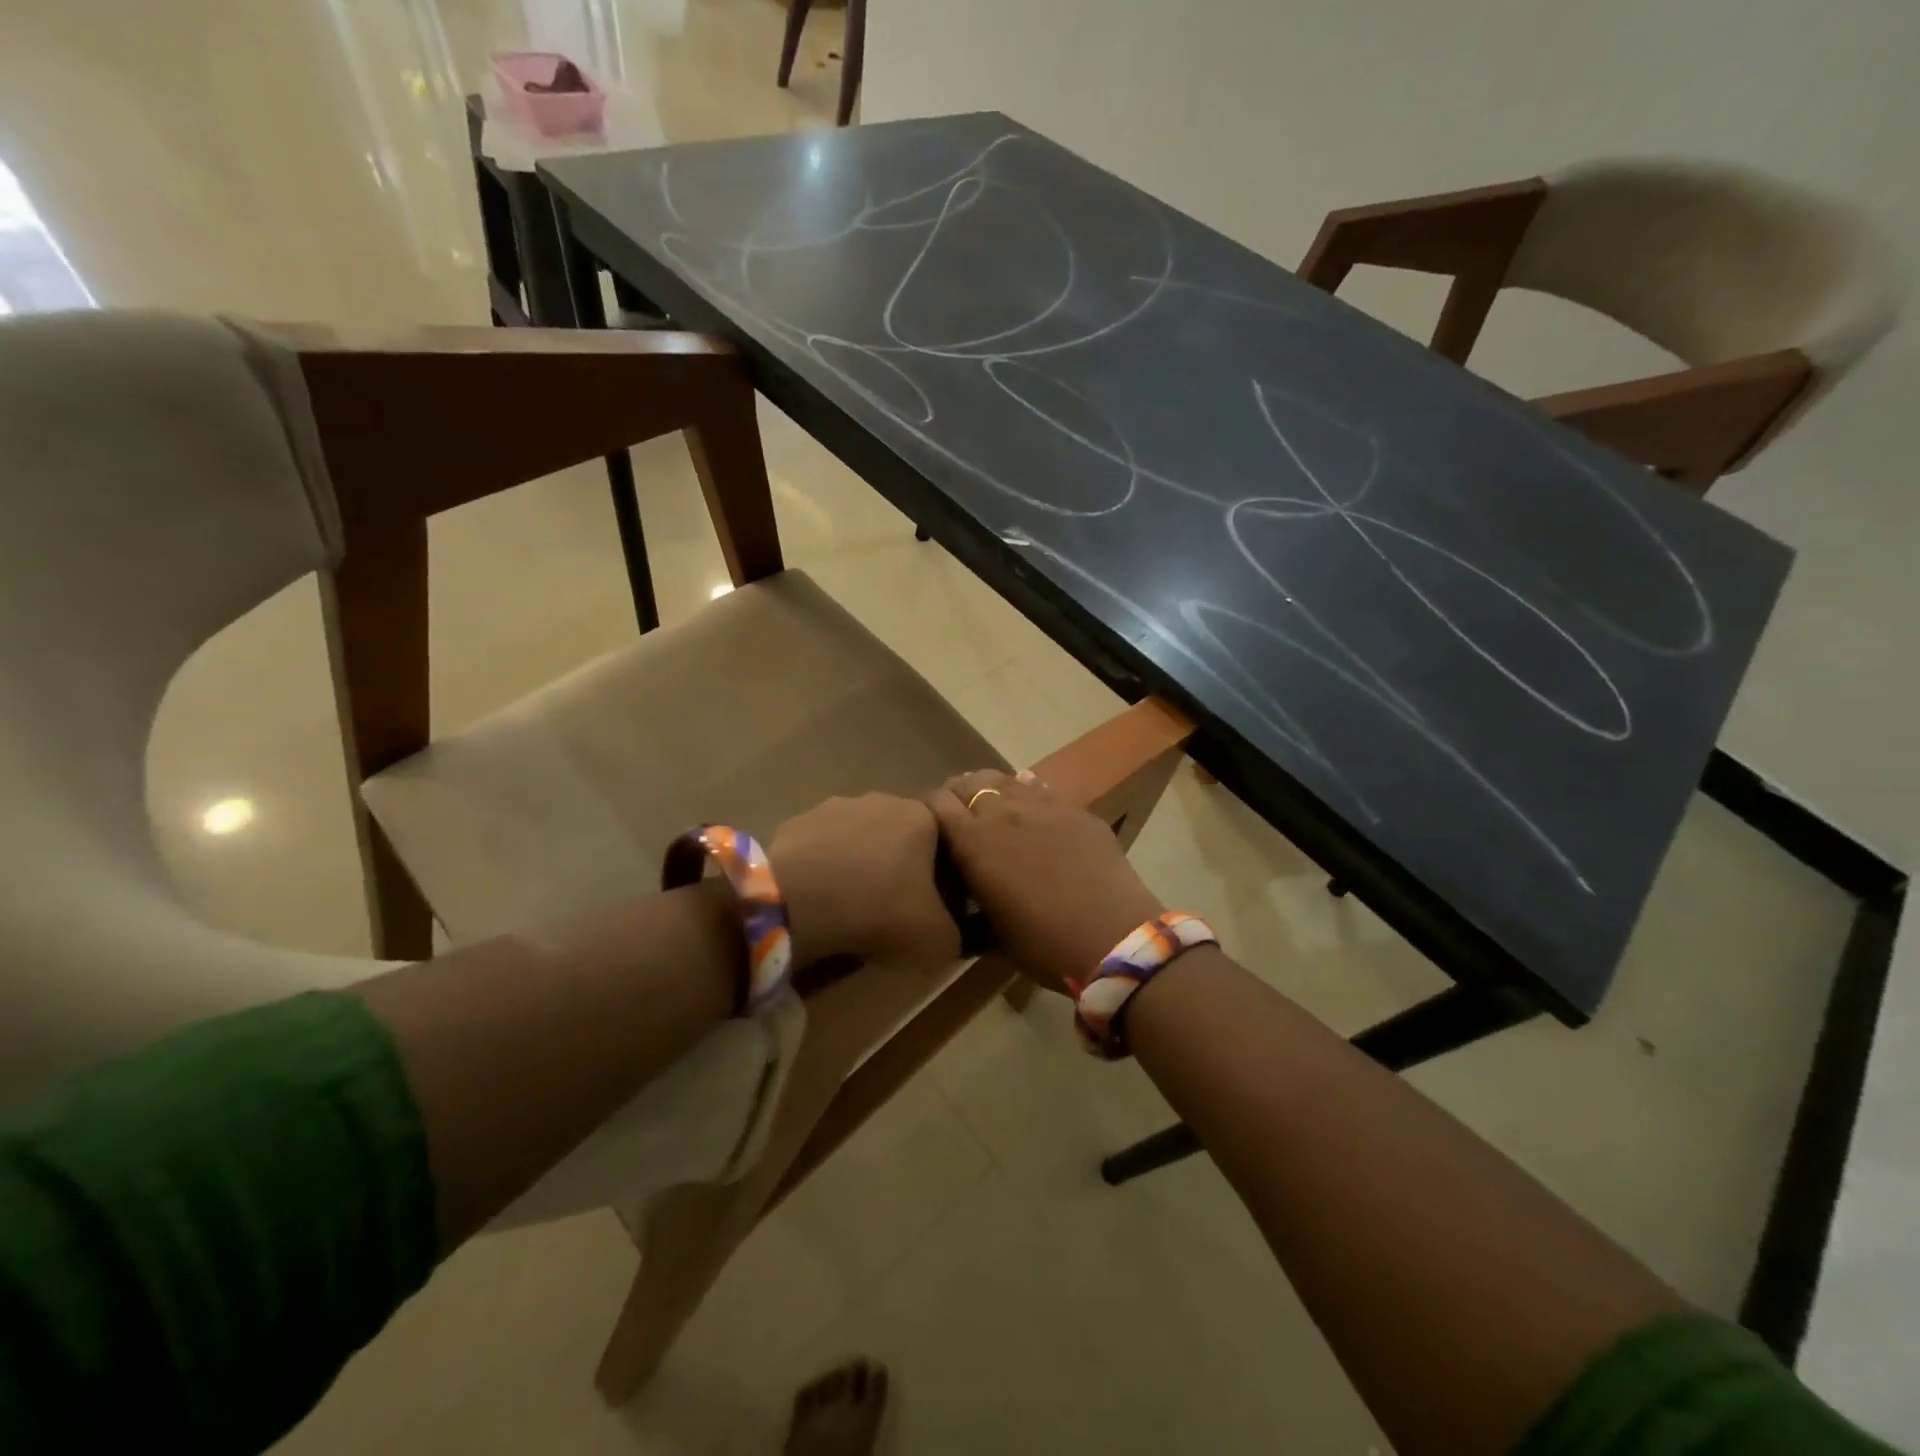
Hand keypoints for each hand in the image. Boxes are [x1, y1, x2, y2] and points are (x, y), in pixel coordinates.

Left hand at [769, 794, 960, 968]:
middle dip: (900, 868)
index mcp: (922, 817)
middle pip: (902, 838)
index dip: (944, 878)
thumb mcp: (936, 939)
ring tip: (852, 906)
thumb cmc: (879, 909)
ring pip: (860, 840)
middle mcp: (883, 799)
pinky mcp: (798, 821)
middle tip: (893, 909)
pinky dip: (825, 869)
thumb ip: (955, 933)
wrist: (797, 899)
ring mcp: (836, 806)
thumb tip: (949, 932)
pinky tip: (820, 899)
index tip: (933, 908)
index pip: (946, 843)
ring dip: (861, 866)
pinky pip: (823, 849)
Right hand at [928, 770, 1163, 993]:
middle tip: (963, 815)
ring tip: (996, 808)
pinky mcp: (1076, 809)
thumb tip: (965, 903)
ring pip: (1006, 780)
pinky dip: (1028, 795)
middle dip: (960, 795)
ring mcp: (1042, 806)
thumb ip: (972, 907)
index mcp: (973, 843)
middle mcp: (1003, 813)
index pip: (937, 802)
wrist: (1113, 938)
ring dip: (994, 791)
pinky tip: (1033, 811)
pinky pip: (1042, 790)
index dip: (930, 809)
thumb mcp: (993, 934)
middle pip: (969, 783)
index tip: (931, 825)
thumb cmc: (1044, 945)